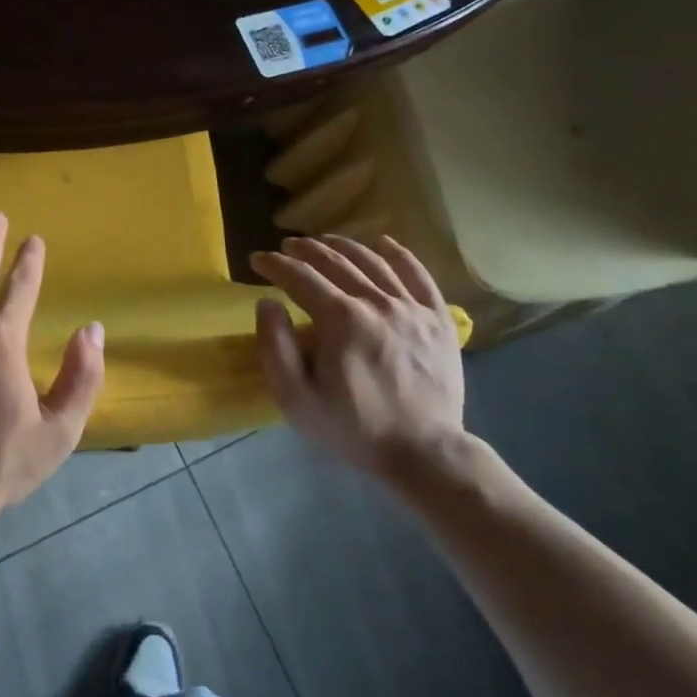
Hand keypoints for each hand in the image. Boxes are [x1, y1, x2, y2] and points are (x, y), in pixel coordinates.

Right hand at [249, 234, 467, 480]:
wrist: (426, 455)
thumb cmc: (354, 428)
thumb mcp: (296, 399)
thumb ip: (275, 346)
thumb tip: (267, 302)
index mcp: (340, 319)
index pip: (299, 276)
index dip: (274, 264)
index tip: (257, 260)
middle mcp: (377, 302)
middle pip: (335, 261)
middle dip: (304, 249)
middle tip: (286, 246)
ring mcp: (412, 308)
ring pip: (373, 261)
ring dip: (342, 245)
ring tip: (323, 241)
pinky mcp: (438, 319)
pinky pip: (418, 275)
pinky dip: (399, 254)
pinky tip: (383, 243)